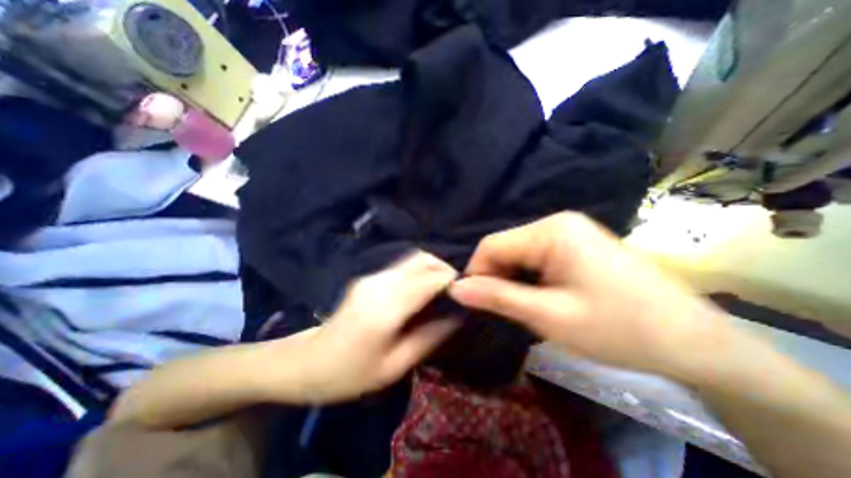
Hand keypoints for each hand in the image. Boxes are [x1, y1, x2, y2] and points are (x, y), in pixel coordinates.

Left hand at [277, 252, 462, 404]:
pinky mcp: (369, 277)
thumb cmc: (351, 373)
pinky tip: (422, 290)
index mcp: (385, 309)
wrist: (308, 362)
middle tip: (455, 289)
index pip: (427, 279)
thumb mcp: (395, 366)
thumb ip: (430, 337)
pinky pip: (402, 265)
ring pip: (412, 258)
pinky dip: (419, 271)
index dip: (450, 279)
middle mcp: (379, 284)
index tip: (466, 290)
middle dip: (443, 268)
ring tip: (442, 290)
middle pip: (420, 259)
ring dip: (432, 268)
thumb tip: (458, 315)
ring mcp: (372, 277)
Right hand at [448, 211, 735, 376]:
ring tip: (526, 307)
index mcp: (551, 230)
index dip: (477, 272)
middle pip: (506, 247)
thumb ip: (497, 298)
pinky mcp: (576, 244)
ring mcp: (568, 232)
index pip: (492, 244)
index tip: (476, 302)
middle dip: (497, 278)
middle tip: (505, 311)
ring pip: (519, 254)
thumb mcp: (549, 316)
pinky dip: (529, 278)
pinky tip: (541, 298)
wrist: (694, 343)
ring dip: (513, 280)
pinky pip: (536, 257)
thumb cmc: (620, 328)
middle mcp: (557, 222)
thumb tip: (456, 289)